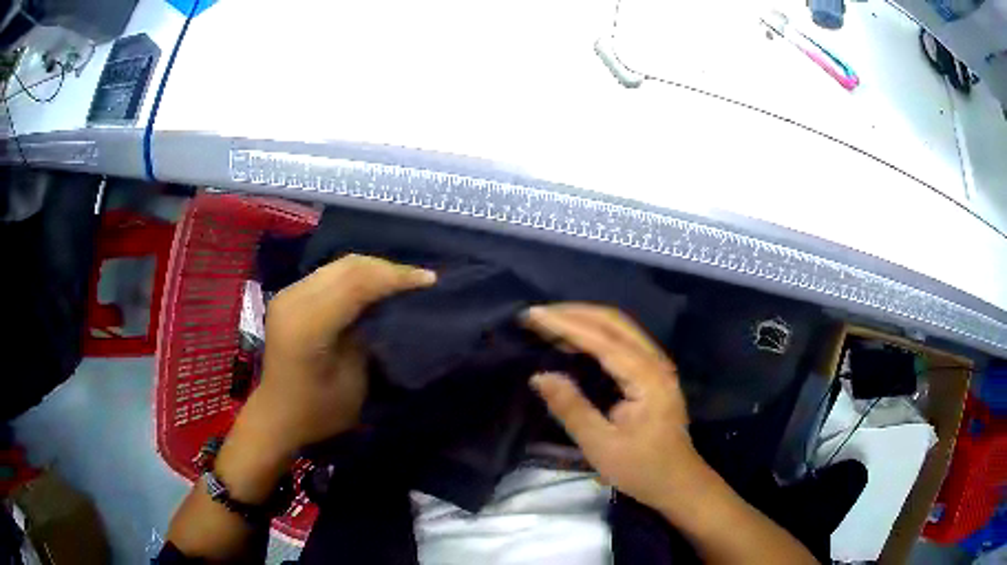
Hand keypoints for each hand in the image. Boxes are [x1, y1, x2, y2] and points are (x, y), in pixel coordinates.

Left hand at [217, 254, 435, 501]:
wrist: (277, 415)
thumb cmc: (318, 411)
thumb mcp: (354, 382)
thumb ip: (368, 337)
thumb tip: (390, 307)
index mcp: (308, 325)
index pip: (356, 284)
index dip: (395, 276)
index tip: (430, 280)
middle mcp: (294, 300)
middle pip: (348, 266)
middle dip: (388, 268)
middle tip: (419, 279)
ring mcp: (288, 293)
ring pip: (339, 264)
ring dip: (373, 268)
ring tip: (402, 280)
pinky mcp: (289, 294)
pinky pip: (330, 273)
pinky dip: (356, 275)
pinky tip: (374, 285)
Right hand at [524, 303, 700, 513]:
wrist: (678, 482)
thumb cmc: (642, 469)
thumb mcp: (601, 445)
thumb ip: (571, 408)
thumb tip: (540, 376)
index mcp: (646, 377)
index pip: (601, 339)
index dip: (565, 324)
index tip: (532, 315)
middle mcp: (655, 362)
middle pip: (613, 321)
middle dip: (573, 313)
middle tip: (537, 314)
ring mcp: (657, 365)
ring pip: (619, 328)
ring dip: (584, 320)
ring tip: (549, 323)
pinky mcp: (653, 373)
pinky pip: (623, 342)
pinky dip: (596, 334)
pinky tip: (575, 342)